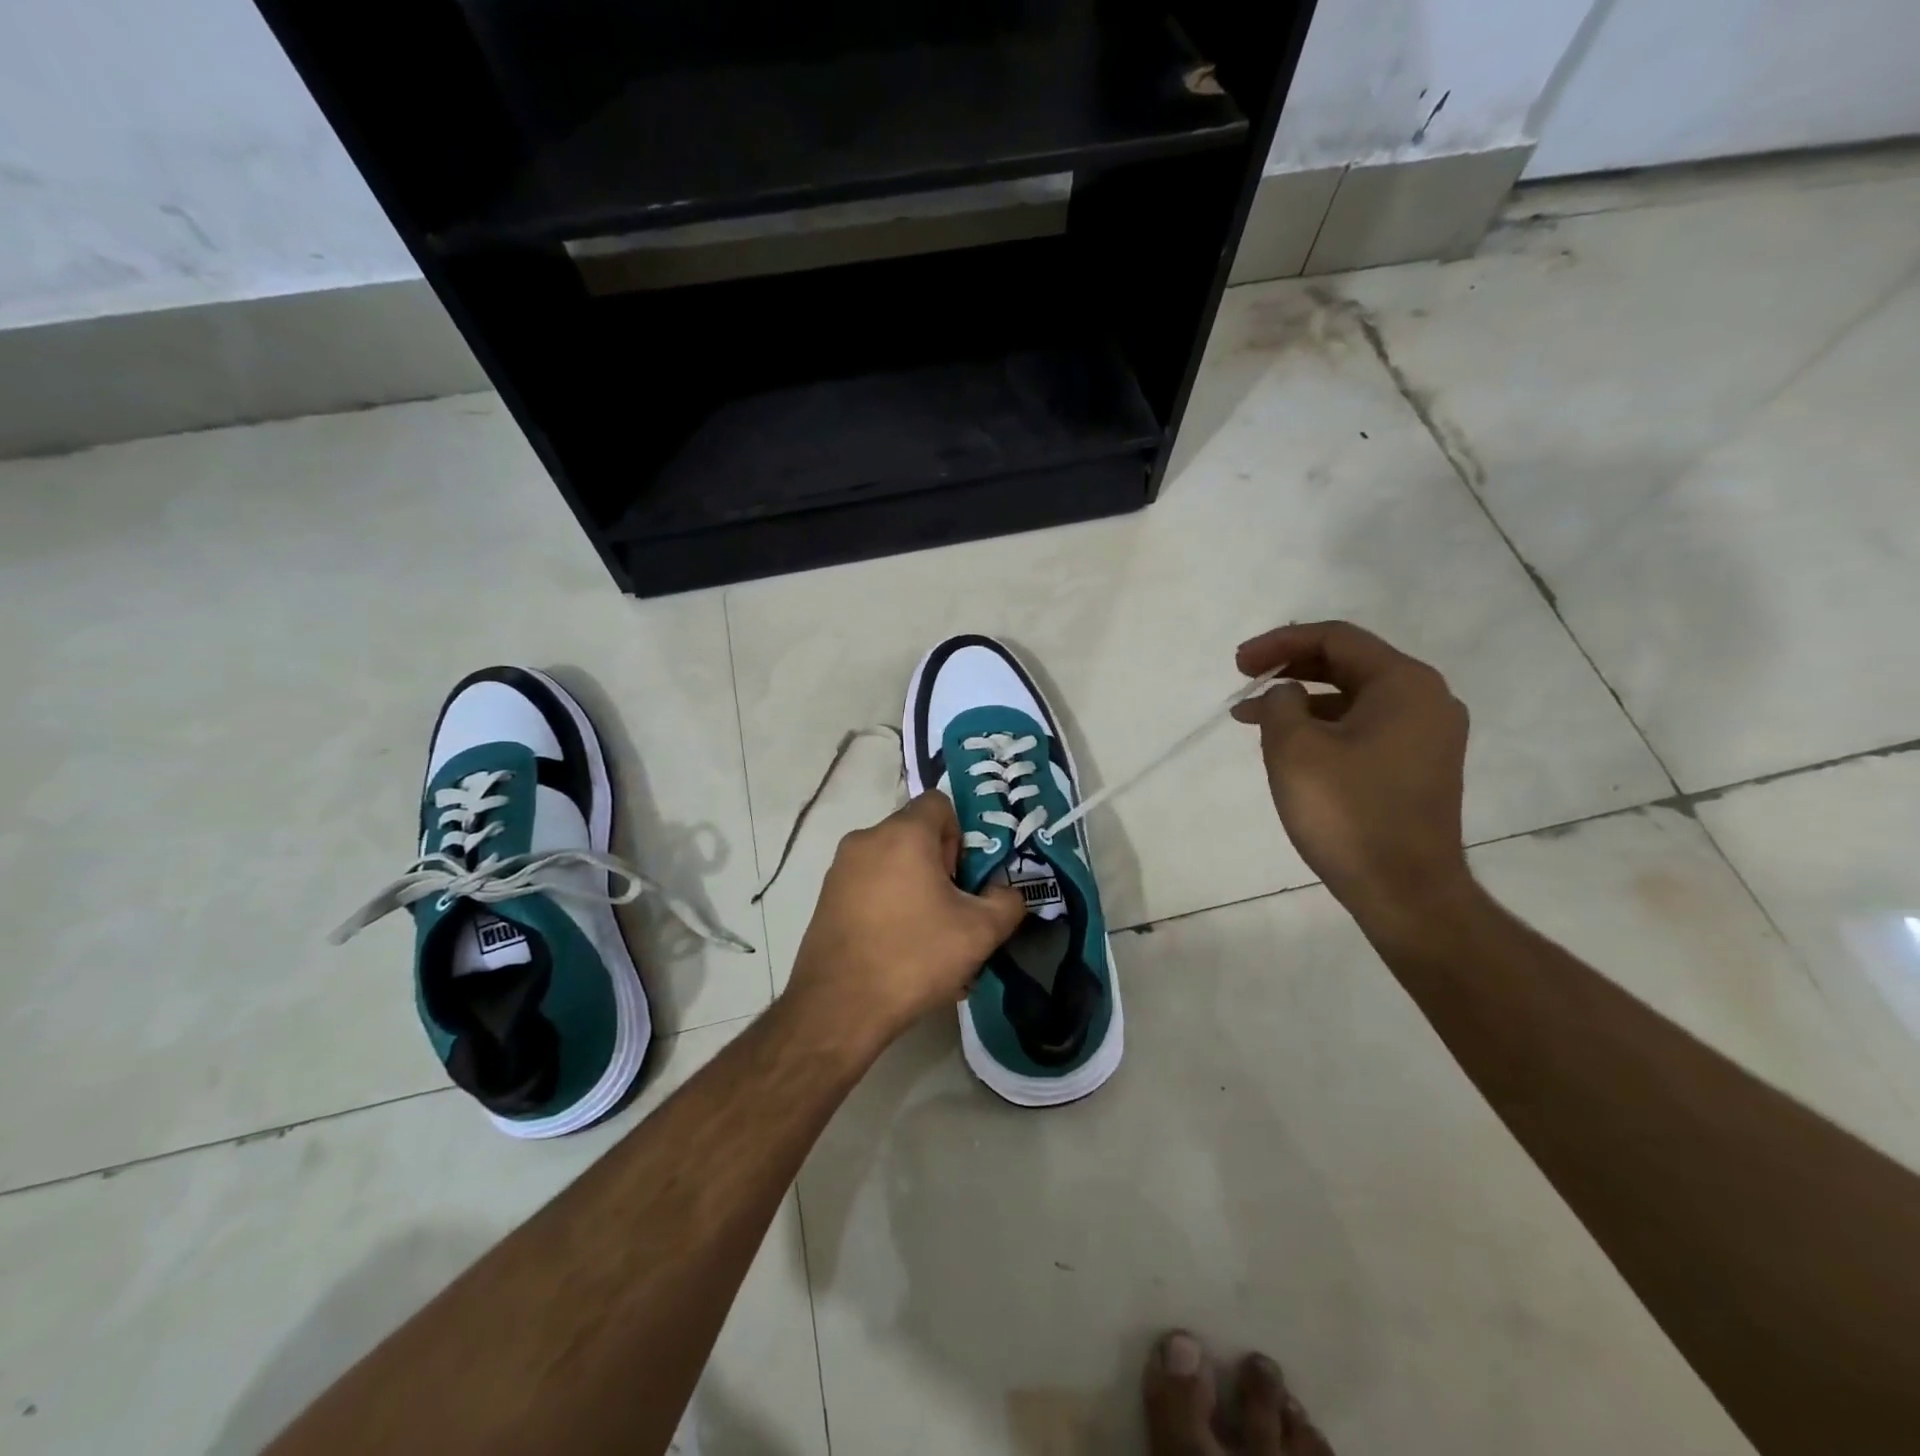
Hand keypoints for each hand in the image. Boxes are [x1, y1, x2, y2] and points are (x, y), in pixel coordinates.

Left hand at [786, 791, 1025, 1049]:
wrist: (838, 1007)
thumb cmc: (914, 957)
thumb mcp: (980, 932)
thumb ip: (1007, 901)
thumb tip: (1005, 892)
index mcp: (903, 834)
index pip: (940, 803)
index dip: (961, 834)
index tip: (963, 877)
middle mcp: (866, 838)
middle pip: (915, 833)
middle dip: (940, 863)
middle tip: (952, 908)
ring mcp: (840, 868)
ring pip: (891, 860)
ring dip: (914, 885)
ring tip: (926, 933)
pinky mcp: (826, 896)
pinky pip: (869, 883)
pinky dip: (888, 901)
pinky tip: (897, 945)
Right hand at [1234, 621, 1473, 936]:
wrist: (1405, 891)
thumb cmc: (1347, 812)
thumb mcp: (1295, 748)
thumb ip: (1280, 703)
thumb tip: (1286, 693)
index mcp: (1404, 684)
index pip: (1336, 638)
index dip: (1280, 643)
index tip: (1238, 664)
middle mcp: (1426, 700)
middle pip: (1349, 664)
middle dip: (1291, 667)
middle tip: (1244, 679)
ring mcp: (1427, 736)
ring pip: (1354, 698)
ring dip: (1302, 699)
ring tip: (1252, 716)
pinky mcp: (1418, 767)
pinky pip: (1365, 727)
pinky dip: (1324, 726)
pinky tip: (1290, 744)